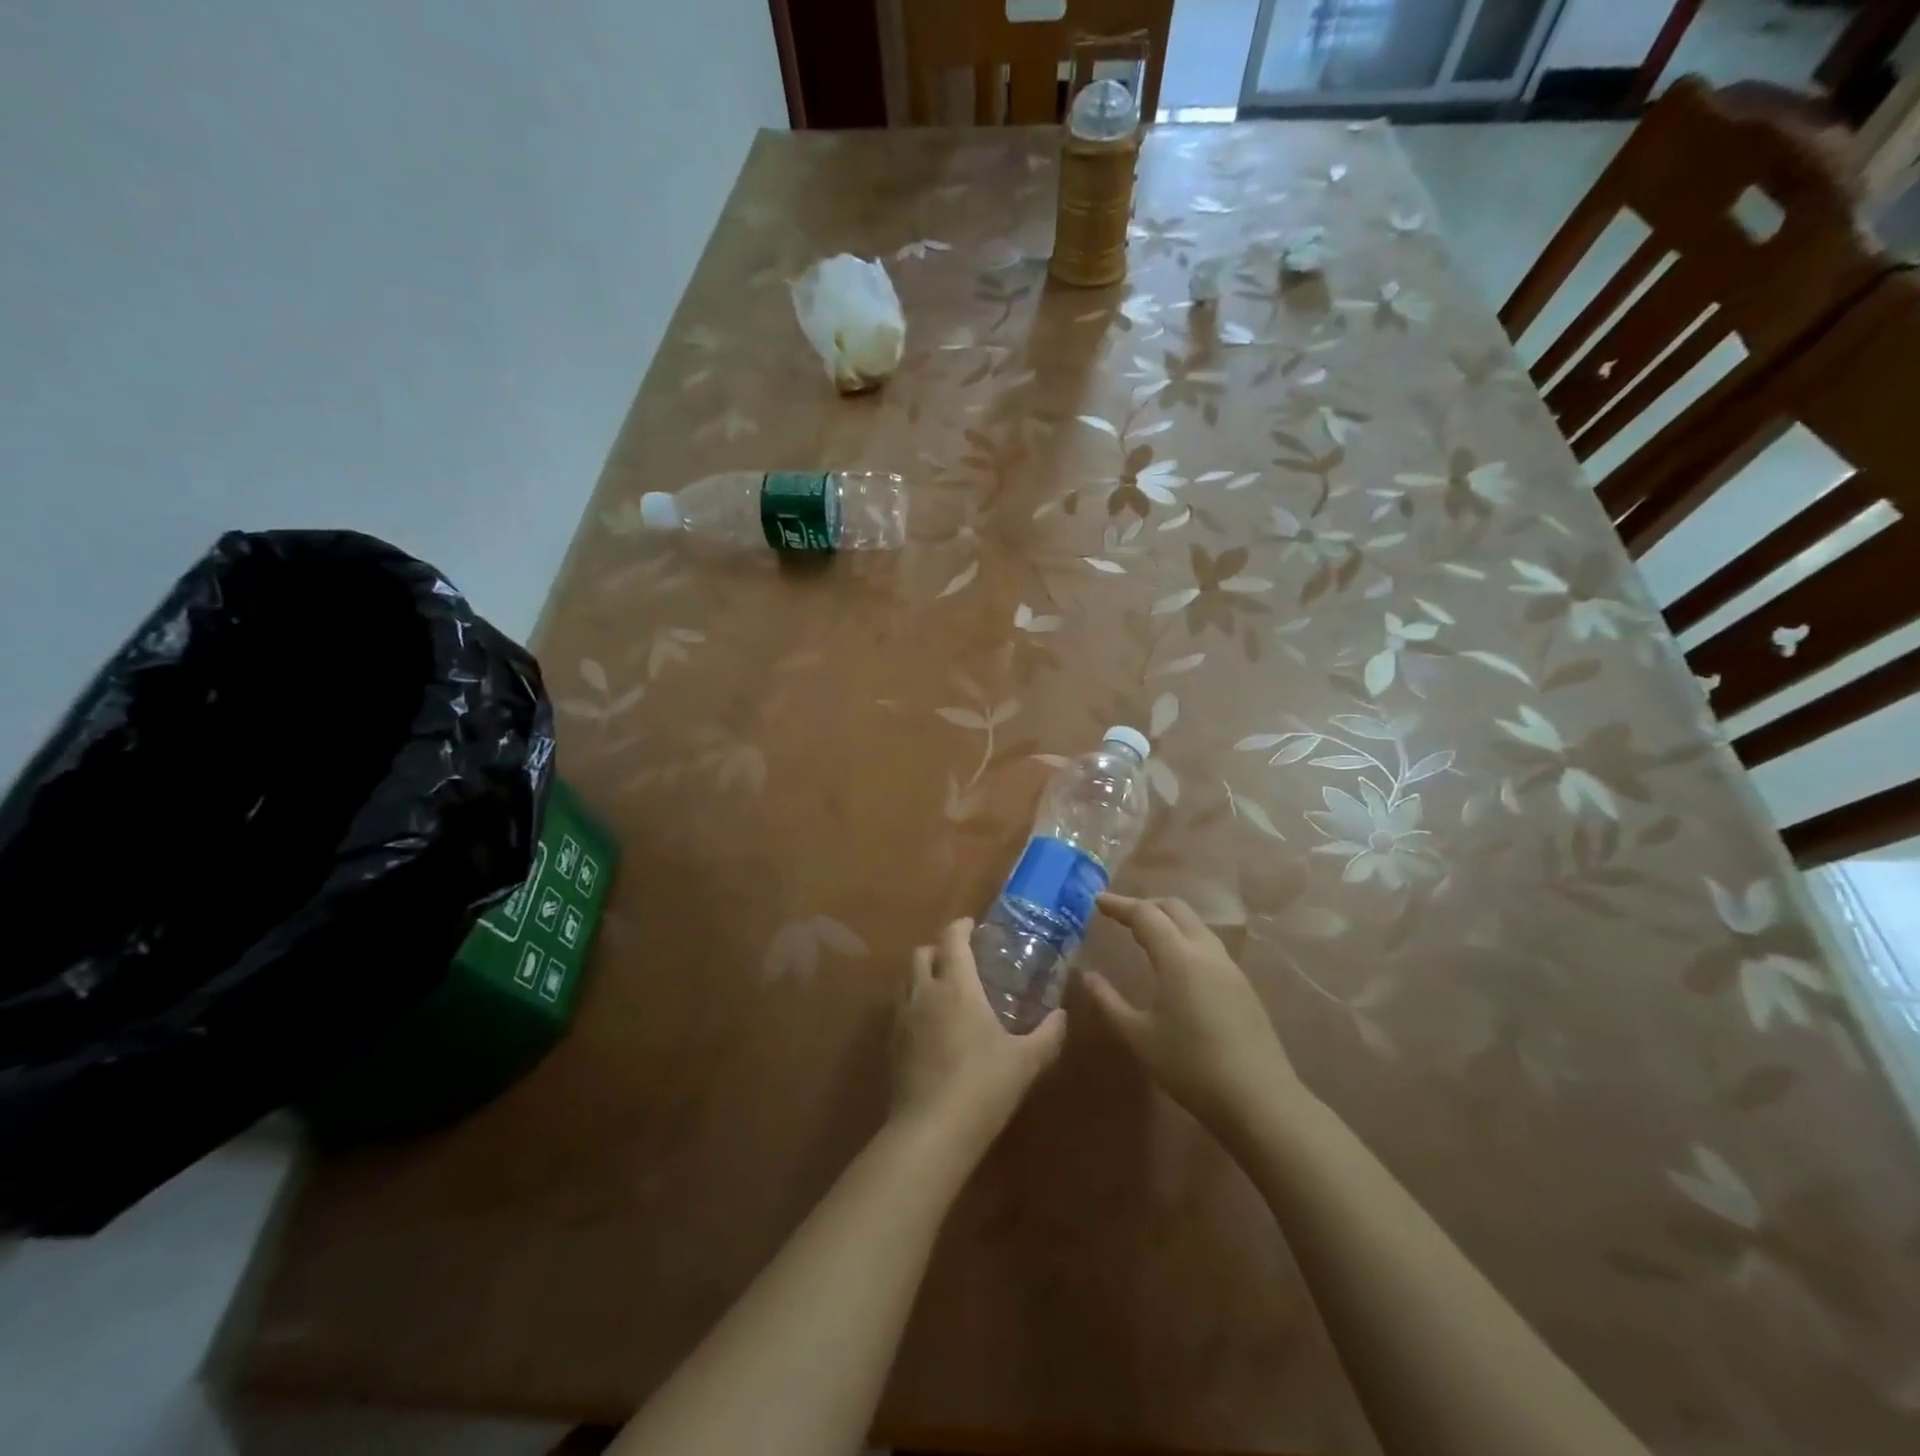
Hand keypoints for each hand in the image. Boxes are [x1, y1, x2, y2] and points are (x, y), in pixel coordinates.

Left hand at [890, 918, 1066, 1154]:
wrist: (931, 1131)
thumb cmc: (982, 1085)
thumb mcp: (1025, 1062)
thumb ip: (1047, 1035)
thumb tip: (1062, 1016)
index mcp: (956, 986)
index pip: (952, 939)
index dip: (961, 927)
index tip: (973, 926)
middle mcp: (924, 992)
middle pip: (922, 952)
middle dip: (939, 949)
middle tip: (961, 960)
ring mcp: (902, 1018)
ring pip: (906, 979)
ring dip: (923, 974)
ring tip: (945, 990)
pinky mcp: (891, 1044)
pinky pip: (900, 1008)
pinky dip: (914, 1003)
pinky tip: (932, 1026)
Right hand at [1084, 894, 1300, 1133]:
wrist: (1260, 1100)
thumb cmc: (1191, 1066)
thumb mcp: (1139, 1036)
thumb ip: (1109, 1002)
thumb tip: (1087, 976)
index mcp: (1178, 957)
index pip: (1145, 914)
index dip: (1119, 905)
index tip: (1097, 901)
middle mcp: (1206, 952)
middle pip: (1175, 909)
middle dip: (1145, 905)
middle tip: (1120, 916)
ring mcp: (1229, 967)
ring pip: (1195, 925)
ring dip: (1168, 920)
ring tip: (1145, 935)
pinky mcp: (1242, 985)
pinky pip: (1208, 945)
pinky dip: (1184, 939)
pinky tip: (1175, 964)